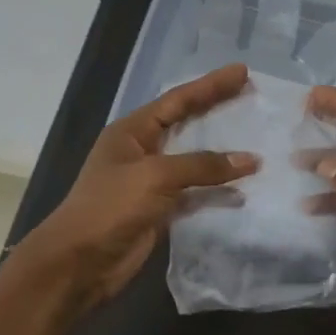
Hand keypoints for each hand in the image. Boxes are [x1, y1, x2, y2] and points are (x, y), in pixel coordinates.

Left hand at [18, 63, 258, 309]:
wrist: (79, 264)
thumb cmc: (110, 208)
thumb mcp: (155, 176)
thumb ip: (202, 166)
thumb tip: (249, 160)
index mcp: (132, 132)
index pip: (177, 100)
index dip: (210, 85)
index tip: (242, 71)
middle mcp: (142, 151)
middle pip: (187, 123)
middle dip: (217, 109)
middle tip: (251, 95)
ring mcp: (151, 182)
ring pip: (194, 159)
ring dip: (222, 152)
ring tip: (256, 139)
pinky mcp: (161, 210)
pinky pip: (196, 192)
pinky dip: (218, 189)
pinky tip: (243, 186)